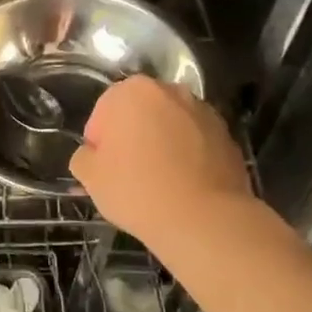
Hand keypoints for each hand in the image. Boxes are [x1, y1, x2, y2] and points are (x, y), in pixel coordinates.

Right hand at [70, 77, 253, 247]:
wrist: (202, 219)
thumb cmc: (136, 189)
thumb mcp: (89, 176)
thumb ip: (83, 157)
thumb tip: (92, 155)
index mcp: (133, 92)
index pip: (104, 110)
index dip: (99, 139)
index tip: (102, 166)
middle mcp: (172, 92)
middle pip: (141, 113)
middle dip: (132, 136)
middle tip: (126, 171)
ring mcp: (205, 113)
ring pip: (171, 126)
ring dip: (162, 144)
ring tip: (157, 181)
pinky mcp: (228, 138)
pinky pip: (196, 144)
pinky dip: (188, 157)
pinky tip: (182, 186)